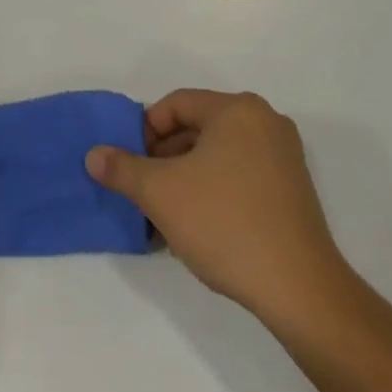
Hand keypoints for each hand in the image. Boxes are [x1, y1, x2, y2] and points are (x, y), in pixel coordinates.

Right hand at [86, 90, 351, 329]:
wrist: (297, 287)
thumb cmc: (224, 223)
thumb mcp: (161, 193)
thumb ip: (122, 168)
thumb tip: (94, 155)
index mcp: (238, 110)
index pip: (176, 104)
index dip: (144, 131)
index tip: (128, 165)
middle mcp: (265, 122)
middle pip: (197, 127)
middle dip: (162, 158)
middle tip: (141, 191)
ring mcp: (283, 156)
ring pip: (216, 155)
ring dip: (183, 178)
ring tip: (163, 215)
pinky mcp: (291, 189)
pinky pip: (238, 175)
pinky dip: (211, 191)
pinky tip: (194, 226)